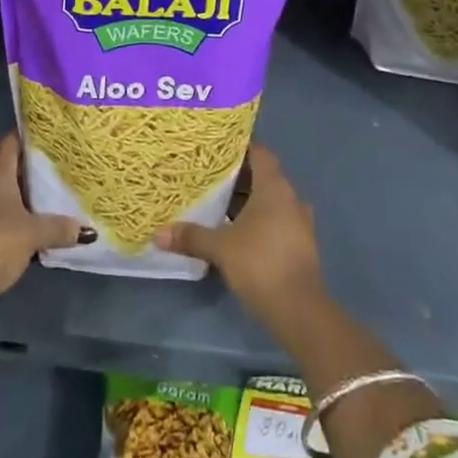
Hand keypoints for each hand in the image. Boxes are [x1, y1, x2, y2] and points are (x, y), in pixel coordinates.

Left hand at [0, 133, 82, 298]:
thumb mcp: (34, 234)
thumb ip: (60, 227)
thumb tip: (87, 230)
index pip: (15, 139)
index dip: (35, 141)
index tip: (55, 145)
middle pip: (5, 162)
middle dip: (27, 170)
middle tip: (55, 174)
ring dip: (13, 193)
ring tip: (41, 200)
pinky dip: (0, 211)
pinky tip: (19, 223)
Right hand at [153, 144, 323, 332]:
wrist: (299, 310)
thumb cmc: (260, 263)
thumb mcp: (220, 248)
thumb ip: (191, 236)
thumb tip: (157, 234)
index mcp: (274, 188)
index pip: (260, 154)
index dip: (240, 147)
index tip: (217, 147)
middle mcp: (290, 199)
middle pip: (263, 177)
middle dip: (238, 178)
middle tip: (209, 177)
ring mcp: (299, 223)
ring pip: (270, 202)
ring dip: (248, 202)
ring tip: (218, 204)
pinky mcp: (300, 246)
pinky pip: (276, 222)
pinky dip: (258, 222)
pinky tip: (236, 233)